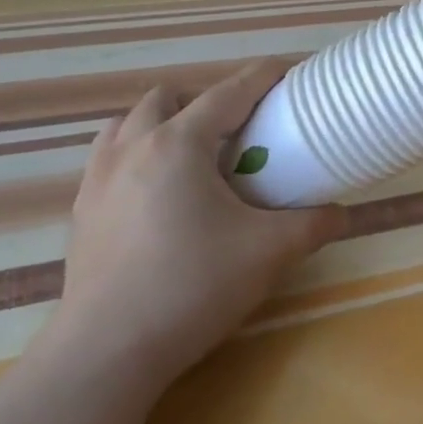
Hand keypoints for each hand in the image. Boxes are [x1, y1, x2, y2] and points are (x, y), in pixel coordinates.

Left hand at [43, 63, 344, 382]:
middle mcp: (133, 146)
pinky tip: (155, 194)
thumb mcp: (267, 253)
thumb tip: (341, 213)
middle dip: (206, 100)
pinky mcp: (81, 210)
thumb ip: (311, 225)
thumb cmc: (192, 288)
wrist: (107, 351)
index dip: (262, 76)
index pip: (229, 92)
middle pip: (169, 97)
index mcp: (179, 144)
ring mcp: (98, 177)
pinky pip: (108, 157)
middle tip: (237, 132)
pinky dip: (135, 154)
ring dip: (162, 123)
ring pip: (129, 122)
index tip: (288, 72)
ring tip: (192, 157)